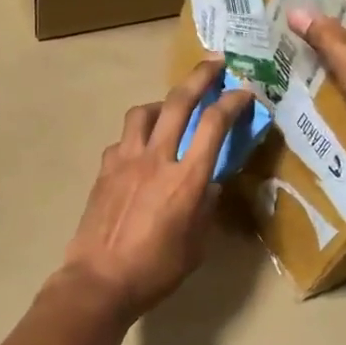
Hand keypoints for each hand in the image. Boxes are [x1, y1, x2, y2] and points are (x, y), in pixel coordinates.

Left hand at [59, 59, 255, 320]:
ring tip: (171, 109)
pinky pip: (123, 139)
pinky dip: (137, 136)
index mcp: (187, 178)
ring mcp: (125, 160)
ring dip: (162, 103)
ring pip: (143, 112)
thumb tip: (209, 184)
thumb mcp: (196, 243)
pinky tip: (140, 150)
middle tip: (215, 63)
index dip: (233, 101)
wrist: (100, 280)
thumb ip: (206, 207)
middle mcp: (157, 158)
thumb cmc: (156, 270)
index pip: (214, 124)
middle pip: (179, 102)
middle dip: (200, 76)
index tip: (245, 92)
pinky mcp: (104, 169)